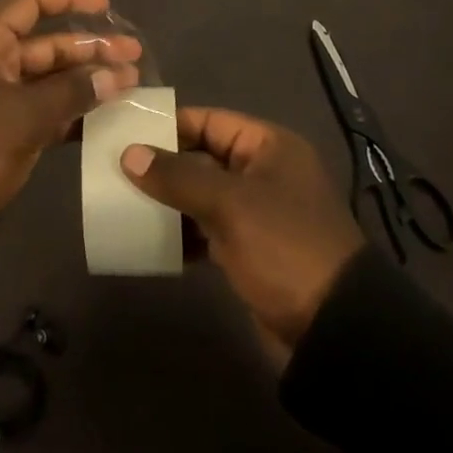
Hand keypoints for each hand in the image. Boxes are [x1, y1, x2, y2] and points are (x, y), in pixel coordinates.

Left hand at [0, 0, 142, 223]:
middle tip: (133, 54)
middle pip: (44, 42)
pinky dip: (68, 108)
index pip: (29, 4)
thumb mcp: (25, 117)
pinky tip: (105, 115)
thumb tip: (116, 77)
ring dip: (84, 79)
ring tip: (130, 83)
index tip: (107, 4)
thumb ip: (73, 92)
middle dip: (89, 48)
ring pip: (46, 76)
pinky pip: (39, 105)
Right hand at [121, 108, 363, 349]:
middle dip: (163, 165)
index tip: (127, 131)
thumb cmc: (285, 246)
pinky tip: (151, 241)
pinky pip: (208, 229)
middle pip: (203, 157)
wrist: (335, 331)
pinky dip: (183, 233)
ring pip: (202, 195)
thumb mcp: (229, 204)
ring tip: (125, 203)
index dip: (169, 125)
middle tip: (116, 169)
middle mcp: (262, 172)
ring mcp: (256, 213)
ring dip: (169, 201)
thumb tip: (129, 154)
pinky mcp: (250, 250)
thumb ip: (177, 176)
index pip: (209, 121)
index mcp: (268, 146)